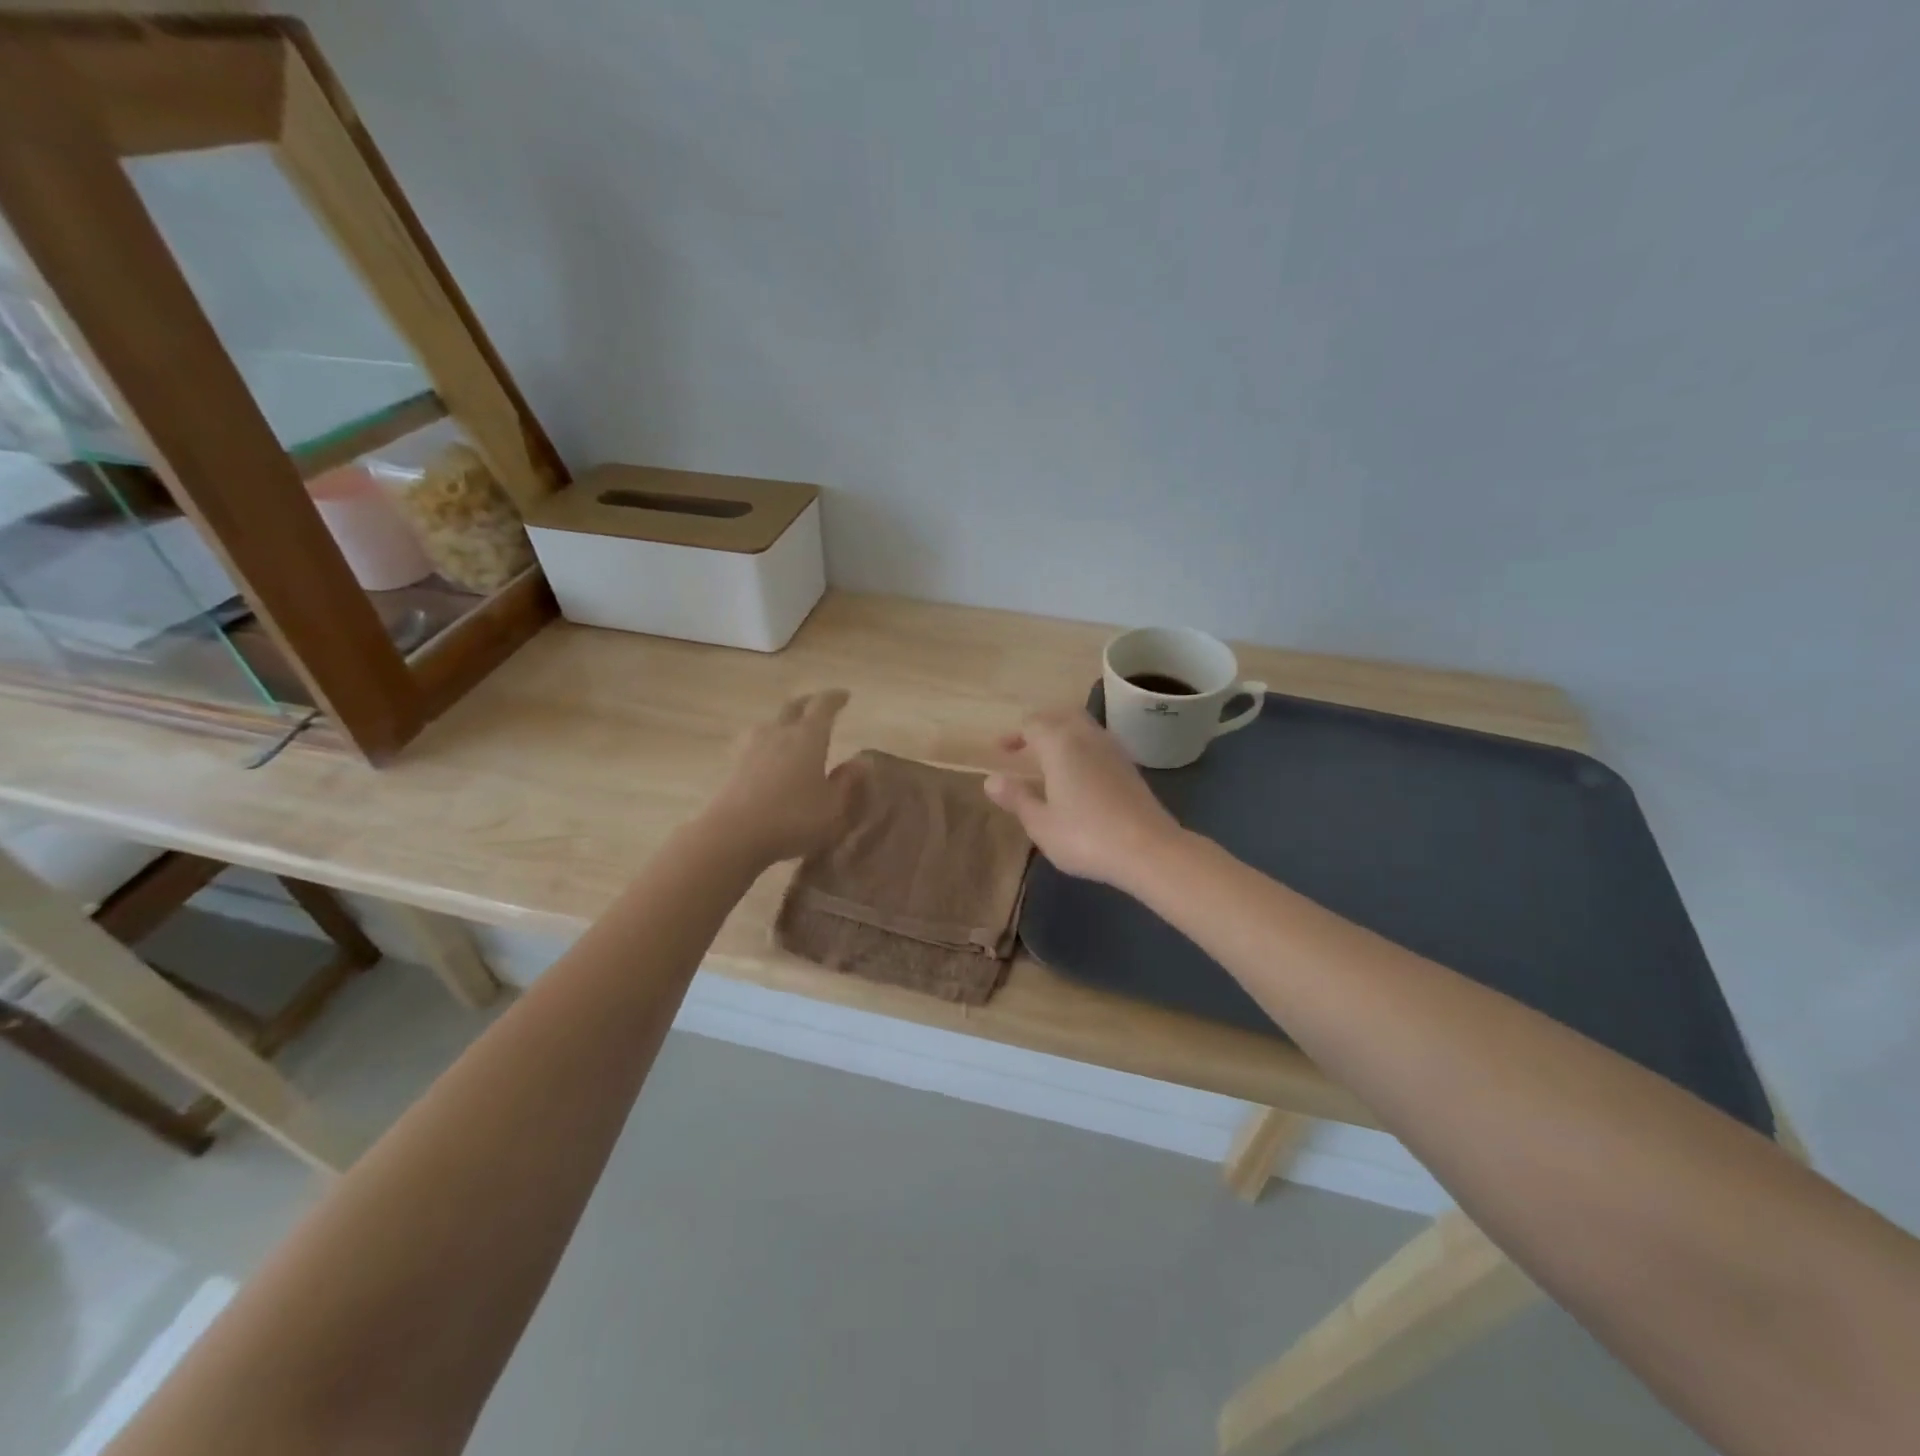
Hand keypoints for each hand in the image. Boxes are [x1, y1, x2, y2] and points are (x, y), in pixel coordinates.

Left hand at [701, 690, 852, 867]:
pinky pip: (754, 743)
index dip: (835, 698)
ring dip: (784, 722)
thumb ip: (847, 782)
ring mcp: (752, 747)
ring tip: (792, 729)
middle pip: (793, 707)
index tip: (844, 696)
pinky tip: (767, 755)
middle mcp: (779, 733)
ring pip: (770, 723)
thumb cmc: (793, 818)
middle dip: (808, 702)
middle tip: (819, 704)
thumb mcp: (833, 806)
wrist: (734, 833)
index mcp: (808, 737)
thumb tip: (859, 762)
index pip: (823, 706)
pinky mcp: (734, 765)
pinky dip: (766, 742)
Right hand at [984, 707, 1184, 890]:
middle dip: (1040, 727)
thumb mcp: (1041, 823)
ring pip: (1083, 727)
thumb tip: (992, 780)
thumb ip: (1016, 798)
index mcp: (1060, 744)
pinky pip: (1098, 744)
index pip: (1032, 724)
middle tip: (1024, 747)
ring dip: (1063, 735)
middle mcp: (1087, 737)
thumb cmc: (1086, 836)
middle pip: (1060, 716)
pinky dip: (1081, 749)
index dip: (1014, 735)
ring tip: (1049, 760)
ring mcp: (1113, 749)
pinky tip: (1078, 775)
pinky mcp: (1130, 766)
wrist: (1149, 849)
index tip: (1000, 752)